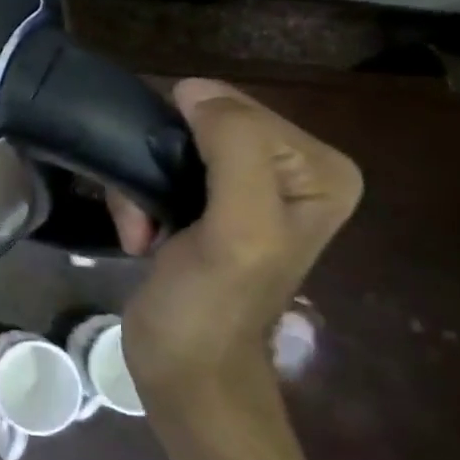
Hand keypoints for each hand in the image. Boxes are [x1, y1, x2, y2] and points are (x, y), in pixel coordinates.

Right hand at [107, 79, 361, 414]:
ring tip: (141, 232)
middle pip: (202, 129)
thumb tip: (193, 88)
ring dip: (141, 189)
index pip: (236, 111)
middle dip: (160, 168)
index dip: (187, 143)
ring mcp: (248, 190)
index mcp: (320, 170)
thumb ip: (233, 150)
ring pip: (171, 149)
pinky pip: (160, 173)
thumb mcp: (238, 228)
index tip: (167, 199)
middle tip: (148, 218)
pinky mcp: (209, 208)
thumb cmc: (212, 305)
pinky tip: (141, 238)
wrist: (185, 371)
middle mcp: (291, 172)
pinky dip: (139, 202)